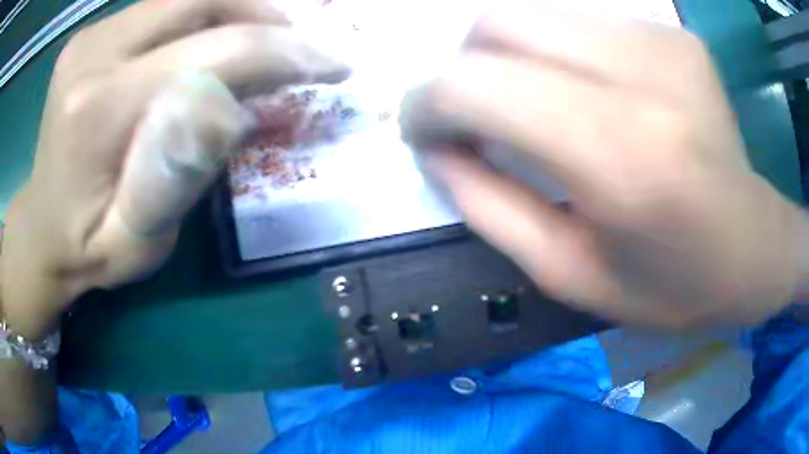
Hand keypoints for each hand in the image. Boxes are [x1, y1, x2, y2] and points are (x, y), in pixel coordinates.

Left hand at [0, 0, 348, 337]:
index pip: (211, 54)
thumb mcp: (139, 242)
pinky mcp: (91, 36)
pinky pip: (160, 7)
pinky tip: (211, 41)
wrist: (42, 229)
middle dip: (261, 15)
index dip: (283, 52)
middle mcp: (92, 55)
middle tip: (296, 45)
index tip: (333, 64)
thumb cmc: (87, 250)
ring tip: (261, 40)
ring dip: (233, 10)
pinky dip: (199, 15)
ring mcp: (89, 39)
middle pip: (198, 1)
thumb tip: (236, 109)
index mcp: (98, 111)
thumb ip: (181, 176)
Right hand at [403, 0, 807, 327]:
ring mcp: (663, 42)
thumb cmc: (673, 286)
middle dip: (462, 70)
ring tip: (533, 108)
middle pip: (497, 24)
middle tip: (476, 118)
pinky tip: (590, 95)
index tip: (423, 132)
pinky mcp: (674, 35)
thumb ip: (489, 208)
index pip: (475, 85)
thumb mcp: (571, 275)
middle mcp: (642, 74)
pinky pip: (581, 22)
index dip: (426, 103)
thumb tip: (436, 148)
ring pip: (533, 13)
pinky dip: (559, 54)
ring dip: (509, 59)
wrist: (754, 249)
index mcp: (621, 155)